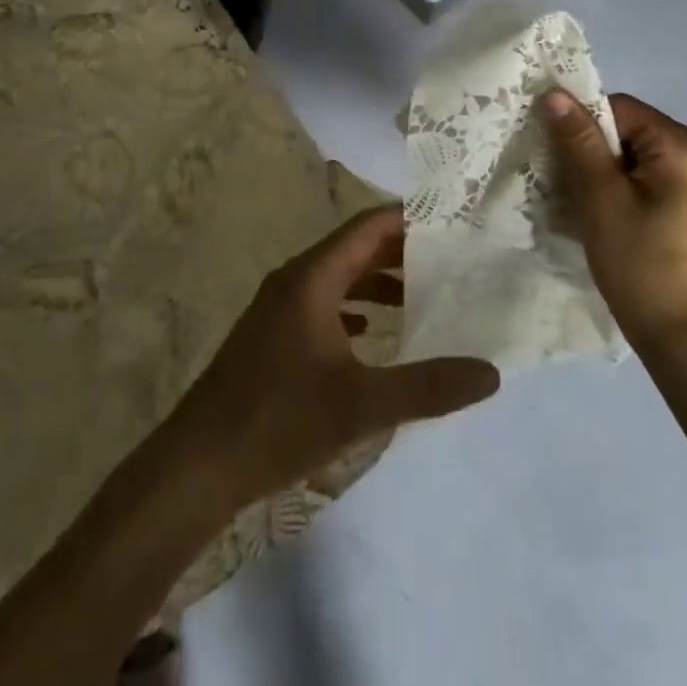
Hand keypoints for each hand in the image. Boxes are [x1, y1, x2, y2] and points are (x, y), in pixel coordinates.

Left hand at [163, 206, 499, 512]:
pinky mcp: (270, 336)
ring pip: (337, 277)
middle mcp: (293, 281)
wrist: (196, 466)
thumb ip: (428, 387)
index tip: (451, 221)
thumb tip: (490, 373)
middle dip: (400, 250)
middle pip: (354, 248)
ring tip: (420, 296)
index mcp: (312, 278)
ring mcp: (277, 308)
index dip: (410, 218)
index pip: (368, 226)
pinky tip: (372, 334)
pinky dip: (353, 307)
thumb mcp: (362, 406)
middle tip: (449, 258)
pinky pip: (321, 304)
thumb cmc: (278, 422)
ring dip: (376, 281)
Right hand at [539, 90, 686, 352]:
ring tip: (578, 202)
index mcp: (684, 145)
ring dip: (600, 172)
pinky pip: (644, 179)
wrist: (683, 338)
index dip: (582, 125)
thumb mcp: (601, 198)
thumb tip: (554, 92)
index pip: (619, 109)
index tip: (555, 155)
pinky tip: (600, 215)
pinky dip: (617, 188)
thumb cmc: (641, 264)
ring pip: (632, 157)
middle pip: (627, 131)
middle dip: (590, 151)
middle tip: (562, 182)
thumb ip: (579, 142)